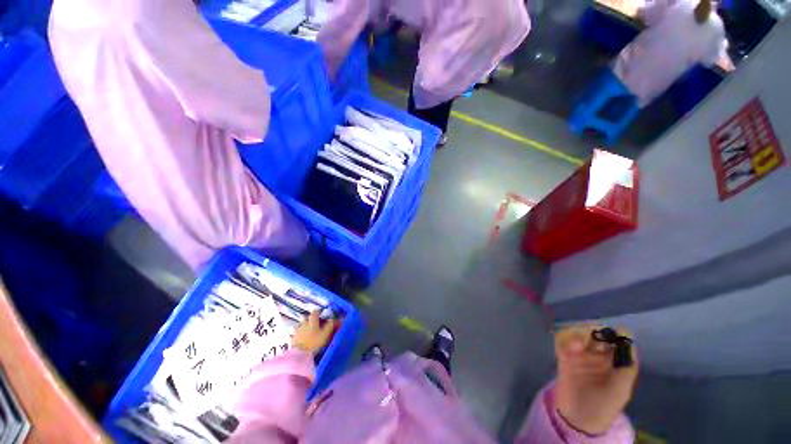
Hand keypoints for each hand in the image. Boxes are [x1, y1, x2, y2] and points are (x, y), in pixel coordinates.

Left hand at [292, 312, 337, 353]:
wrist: (299, 355)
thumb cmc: (314, 343)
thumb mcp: (325, 334)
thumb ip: (330, 325)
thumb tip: (335, 319)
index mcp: (312, 320)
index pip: (315, 311)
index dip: (319, 312)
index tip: (322, 315)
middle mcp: (304, 323)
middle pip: (308, 318)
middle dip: (312, 320)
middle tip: (317, 325)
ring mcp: (297, 330)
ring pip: (302, 325)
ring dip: (305, 327)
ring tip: (310, 333)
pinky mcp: (293, 338)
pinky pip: (297, 333)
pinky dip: (301, 334)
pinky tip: (304, 339)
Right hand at [554, 324, 638, 435]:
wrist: (578, 418)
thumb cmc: (604, 406)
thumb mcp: (620, 390)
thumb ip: (626, 368)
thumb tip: (629, 343)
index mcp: (616, 362)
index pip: (619, 341)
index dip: (617, 335)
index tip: (613, 332)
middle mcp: (599, 355)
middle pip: (597, 333)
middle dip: (593, 330)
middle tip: (589, 335)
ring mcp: (580, 354)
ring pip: (579, 333)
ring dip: (577, 334)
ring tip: (575, 345)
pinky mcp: (564, 356)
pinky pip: (563, 341)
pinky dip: (564, 340)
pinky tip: (566, 348)